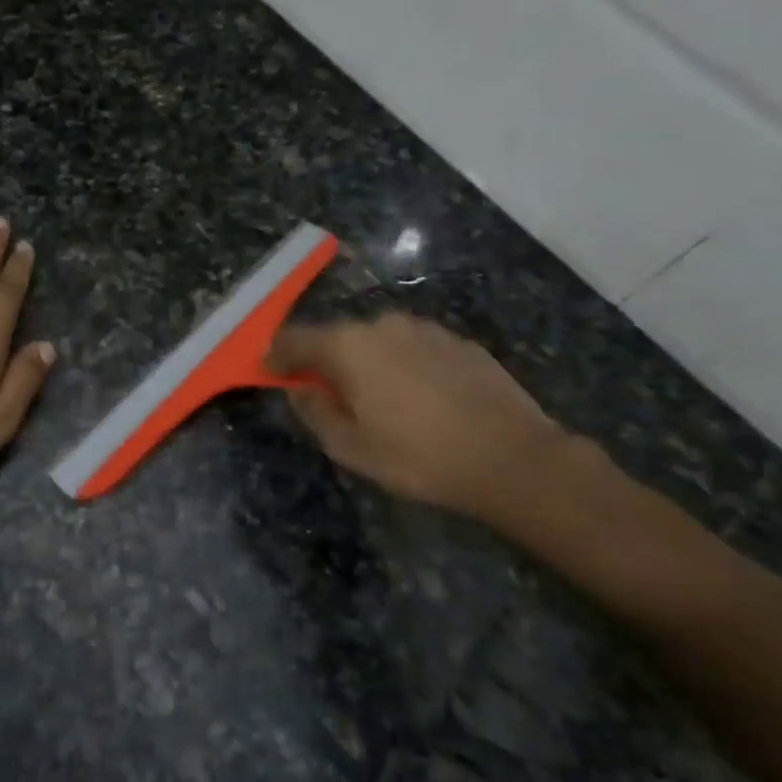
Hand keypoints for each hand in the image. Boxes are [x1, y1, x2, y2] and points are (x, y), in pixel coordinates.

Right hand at [270, 313, 568, 517]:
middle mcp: (382, 325)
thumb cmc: (419, 457)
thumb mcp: (351, 448)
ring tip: (379, 399)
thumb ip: (314, 412)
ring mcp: (423, 329)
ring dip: (367, 362)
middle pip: (338, 337)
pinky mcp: (457, 340)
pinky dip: (403, 365)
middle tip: (328, 394)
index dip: (276, 355)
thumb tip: (298, 388)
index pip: (295, 339)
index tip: (269, 370)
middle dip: (325, 361)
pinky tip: (420, 398)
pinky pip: (413, 347)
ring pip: (378, 340)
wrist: (512, 457)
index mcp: (348, 346)